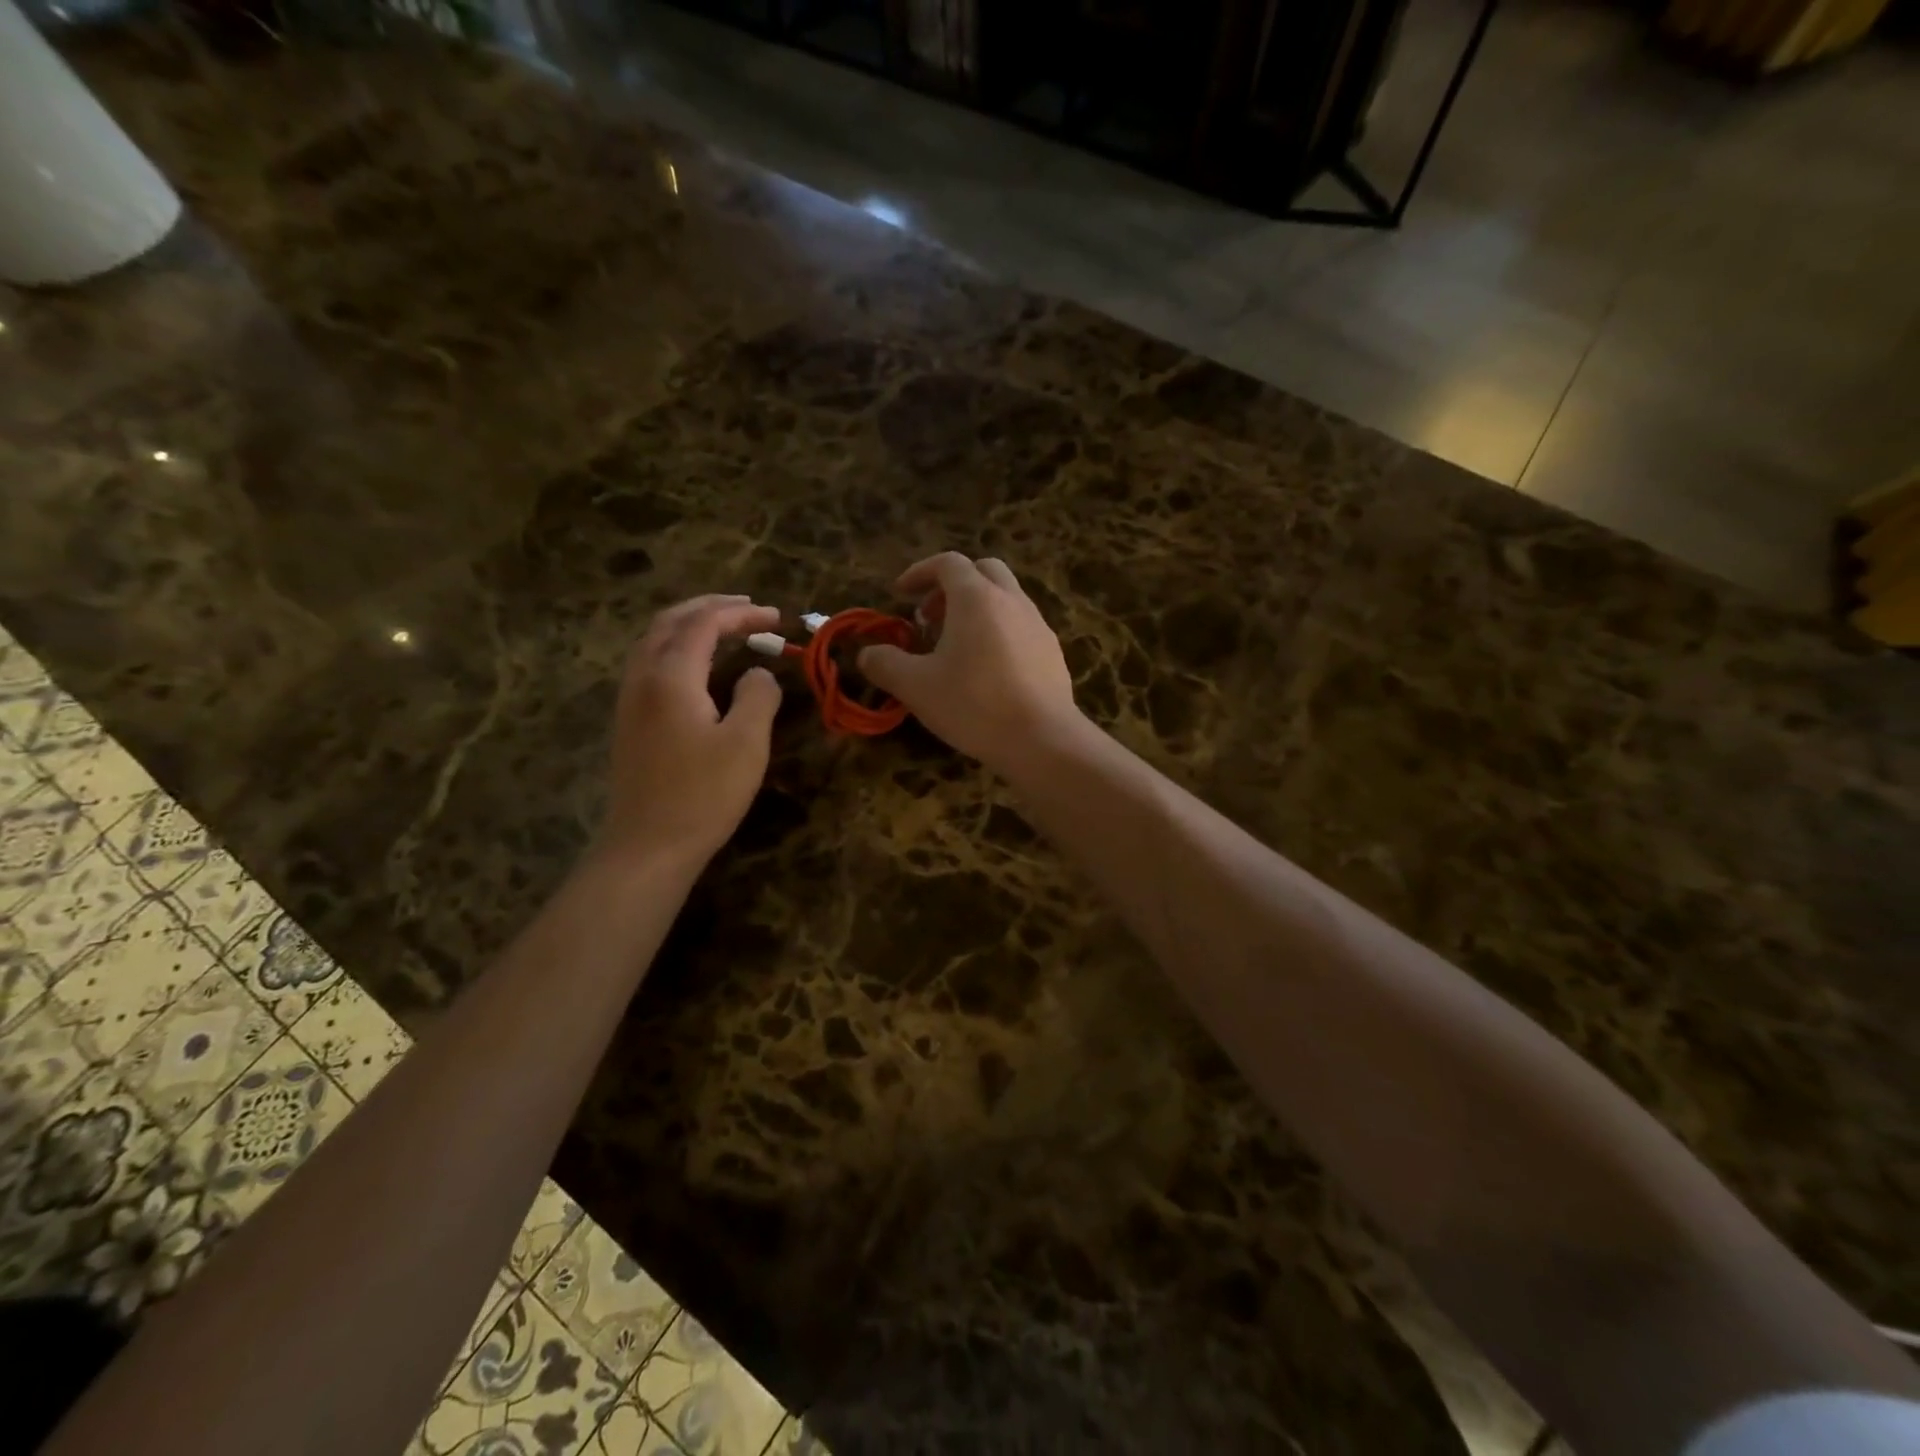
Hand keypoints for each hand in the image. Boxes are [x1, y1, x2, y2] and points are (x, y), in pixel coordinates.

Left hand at [597, 595, 782, 869]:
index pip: (704, 623)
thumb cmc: (703, 794)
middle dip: (711, 607)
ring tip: (726, 628)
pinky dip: (678, 647)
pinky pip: (651, 663)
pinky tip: (699, 666)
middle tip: (748, 608)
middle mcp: (643, 677)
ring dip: (691, 624)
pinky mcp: (629, 720)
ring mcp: (630, 699)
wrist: (648, 845)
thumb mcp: (746, 743)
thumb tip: (758, 673)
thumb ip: (757, 696)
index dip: (741, 613)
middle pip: (671, 621)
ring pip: (655, 640)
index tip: (776, 617)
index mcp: (671, 676)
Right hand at [858, 553, 1081, 771]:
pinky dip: (998, 632)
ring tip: (955, 647)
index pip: (947, 563)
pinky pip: (1021, 626)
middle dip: (952, 586)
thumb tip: (867, 654)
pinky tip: (987, 670)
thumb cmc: (974, 704)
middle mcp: (1011, 600)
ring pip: (1005, 598)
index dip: (919, 573)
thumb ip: (885, 664)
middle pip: (983, 571)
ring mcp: (1038, 625)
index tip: (900, 594)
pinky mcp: (1052, 652)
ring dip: (976, 610)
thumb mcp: (915, 687)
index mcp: (976, 598)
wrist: (1042, 739)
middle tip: (930, 617)